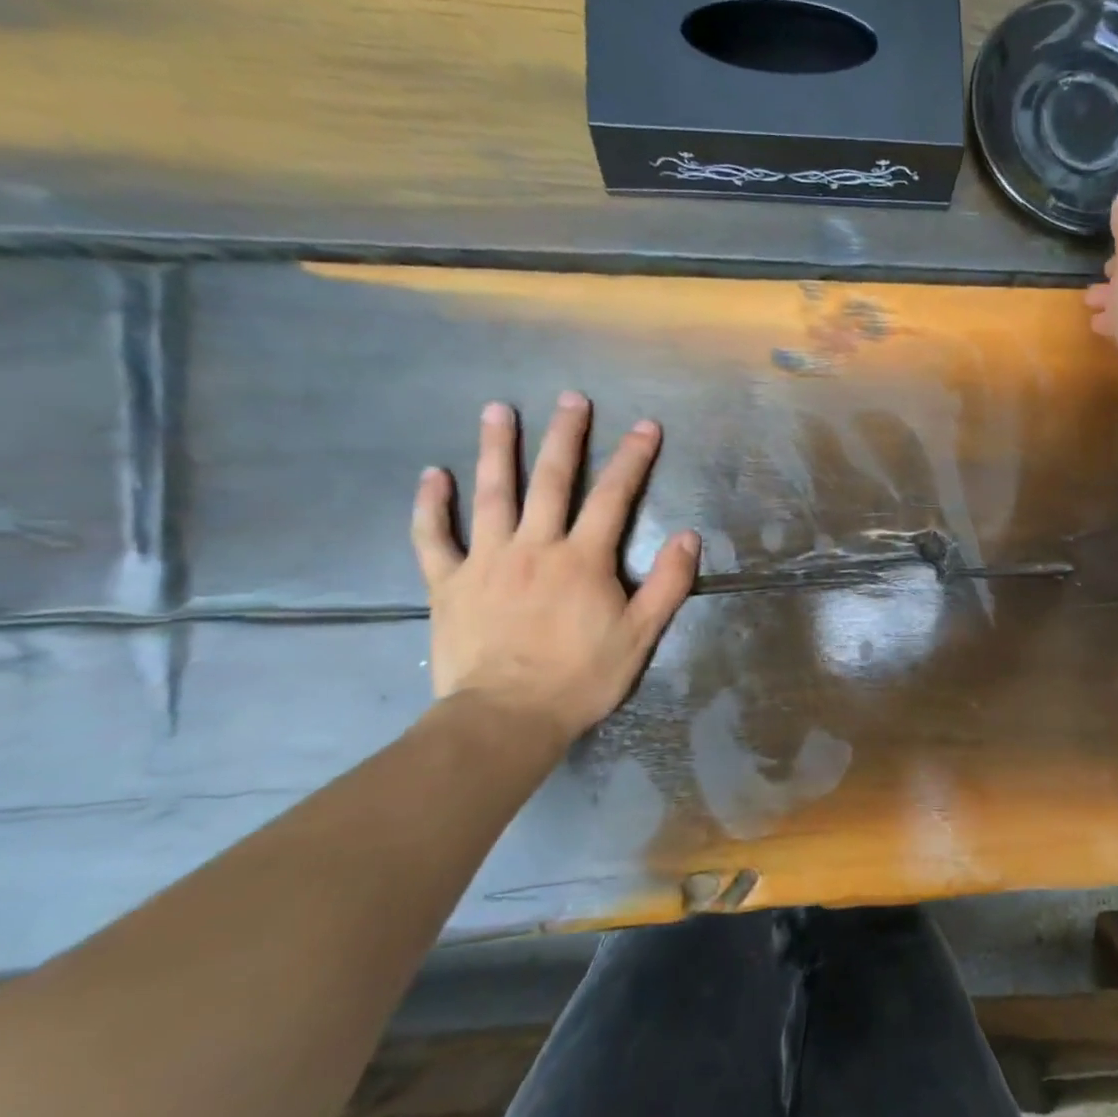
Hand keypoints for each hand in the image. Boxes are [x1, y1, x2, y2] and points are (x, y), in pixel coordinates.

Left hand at [410, 392, 698, 746]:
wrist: (505, 718)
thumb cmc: (580, 677)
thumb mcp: (640, 635)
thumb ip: (667, 584)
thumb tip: (687, 535)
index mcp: (582, 559)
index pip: (614, 496)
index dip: (633, 458)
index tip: (646, 426)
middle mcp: (534, 546)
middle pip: (551, 480)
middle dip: (565, 436)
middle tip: (570, 398)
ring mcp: (486, 561)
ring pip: (491, 494)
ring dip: (496, 449)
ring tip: (497, 410)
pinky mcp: (448, 584)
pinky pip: (433, 538)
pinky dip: (430, 506)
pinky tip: (432, 475)